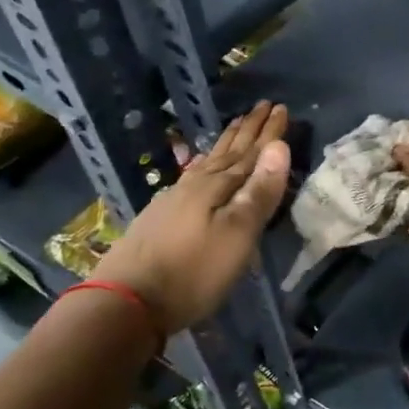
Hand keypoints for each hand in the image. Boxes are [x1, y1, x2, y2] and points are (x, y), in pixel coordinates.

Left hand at [93, 102, 290, 331]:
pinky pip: (193, 175)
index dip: (269, 133)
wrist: (126, 302)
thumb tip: (279, 147)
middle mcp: (196, 185)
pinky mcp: (161, 216)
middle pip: (229, 152)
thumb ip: (260, 192)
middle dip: (248, 130)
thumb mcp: (237, 235)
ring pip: (208, 161)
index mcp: (218, 187)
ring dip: (227, 143)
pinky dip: (205, 163)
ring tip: (237, 125)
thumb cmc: (193, 271)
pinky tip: (201, 166)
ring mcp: (174, 199)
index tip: (282, 108)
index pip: (251, 153)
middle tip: (263, 106)